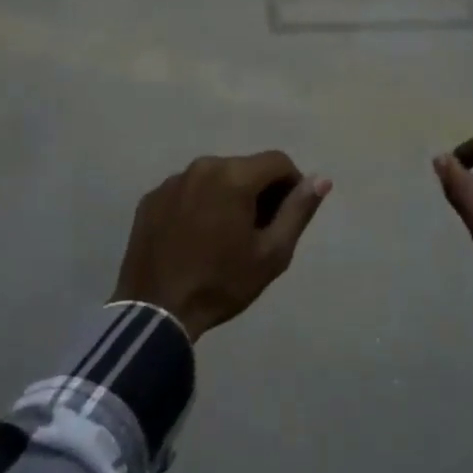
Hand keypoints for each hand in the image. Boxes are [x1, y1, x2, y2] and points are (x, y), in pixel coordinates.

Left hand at [113, 152, 330, 339]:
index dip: (292, 185)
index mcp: (234, 176)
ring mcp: (172, 181)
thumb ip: (298, 211)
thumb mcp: (272, 253)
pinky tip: (196, 238)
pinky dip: (200, 204)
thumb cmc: (221, 283)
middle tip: (259, 232)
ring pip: (215, 178)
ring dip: (228, 196)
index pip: (278, 162)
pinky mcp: (151, 198)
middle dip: (260, 192)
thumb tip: (321, 179)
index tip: (287, 217)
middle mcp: (202, 166)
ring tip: (225, 237)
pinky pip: (187, 191)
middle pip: (245, 168)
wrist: (155, 311)